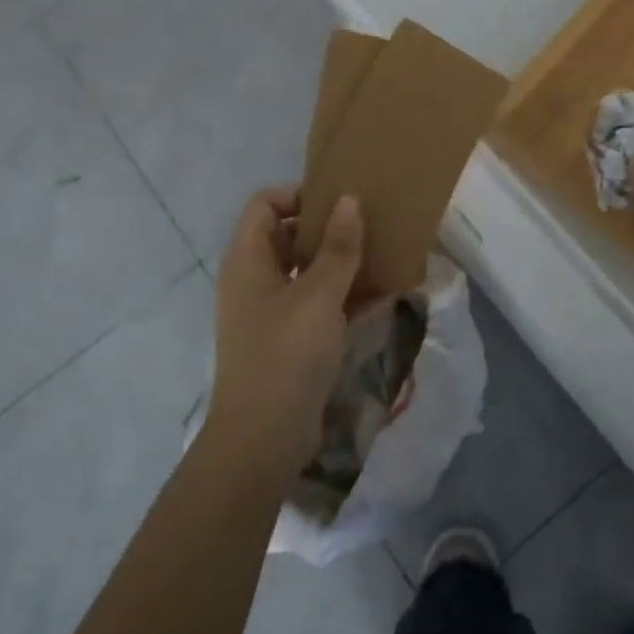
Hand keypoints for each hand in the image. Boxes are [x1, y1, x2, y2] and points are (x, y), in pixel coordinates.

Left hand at [207, 185, 364, 482]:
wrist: (263, 438)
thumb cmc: (286, 354)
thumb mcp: (319, 295)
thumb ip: (338, 247)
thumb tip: (349, 200)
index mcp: (248, 259)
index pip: (265, 204)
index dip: (298, 196)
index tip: (339, 202)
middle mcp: (254, 279)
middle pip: (288, 236)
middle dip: (329, 230)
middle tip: (369, 226)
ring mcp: (270, 312)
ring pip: (307, 273)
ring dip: (342, 265)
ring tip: (383, 256)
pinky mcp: (288, 340)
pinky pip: (317, 305)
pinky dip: (344, 298)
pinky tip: (384, 297)